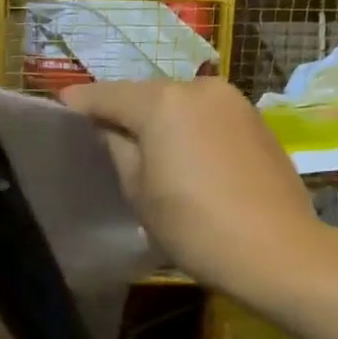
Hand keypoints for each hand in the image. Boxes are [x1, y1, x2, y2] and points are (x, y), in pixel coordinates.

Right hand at [58, 76, 337, 295]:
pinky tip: (184, 154)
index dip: (79, 102)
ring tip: (143, 146)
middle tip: (100, 133)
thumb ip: (117, 148)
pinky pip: (207, 116)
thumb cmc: (195, 225)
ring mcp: (233, 101)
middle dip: (122, 110)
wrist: (278, 251)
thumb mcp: (138, 190)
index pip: (106, 94)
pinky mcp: (256, 121)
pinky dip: (188, 127)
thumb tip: (110, 128)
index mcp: (162, 102)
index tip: (58, 108)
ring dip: (158, 119)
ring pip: (179, 103)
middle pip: (145, 94)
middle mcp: (198, 87)